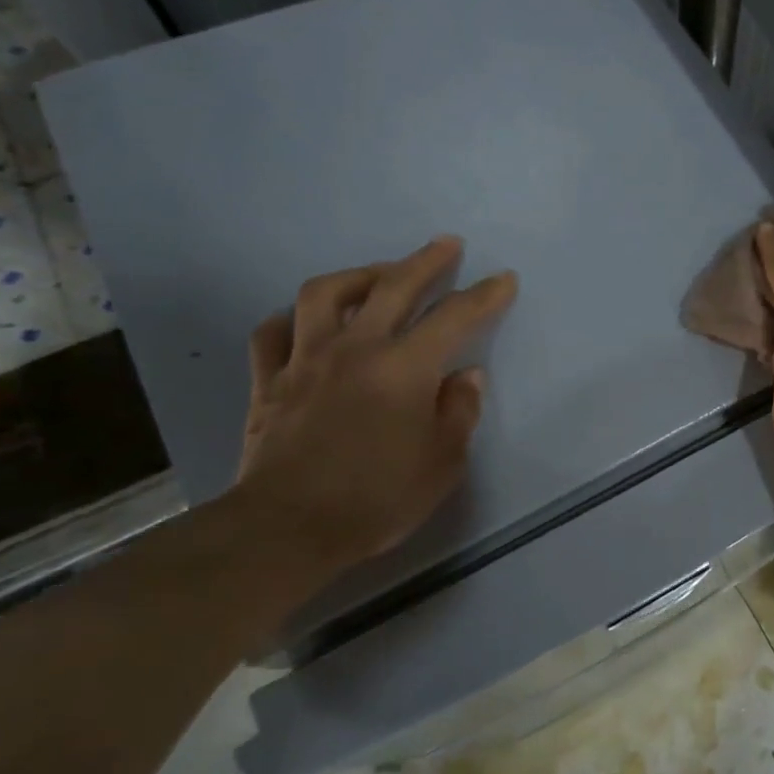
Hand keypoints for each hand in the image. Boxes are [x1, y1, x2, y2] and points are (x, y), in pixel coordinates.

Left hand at [229, 238, 516, 573]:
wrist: (288, 529)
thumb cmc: (378, 498)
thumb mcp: (443, 463)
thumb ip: (458, 412)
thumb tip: (466, 376)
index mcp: (404, 368)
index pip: (454, 318)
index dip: (484, 295)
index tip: (504, 279)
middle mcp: (355, 349)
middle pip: (392, 286)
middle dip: (425, 261)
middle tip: (446, 244)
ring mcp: (306, 360)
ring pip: (325, 294)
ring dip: (359, 275)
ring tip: (378, 274)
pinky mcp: (270, 381)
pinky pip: (275, 332)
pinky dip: (295, 318)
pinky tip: (309, 321)